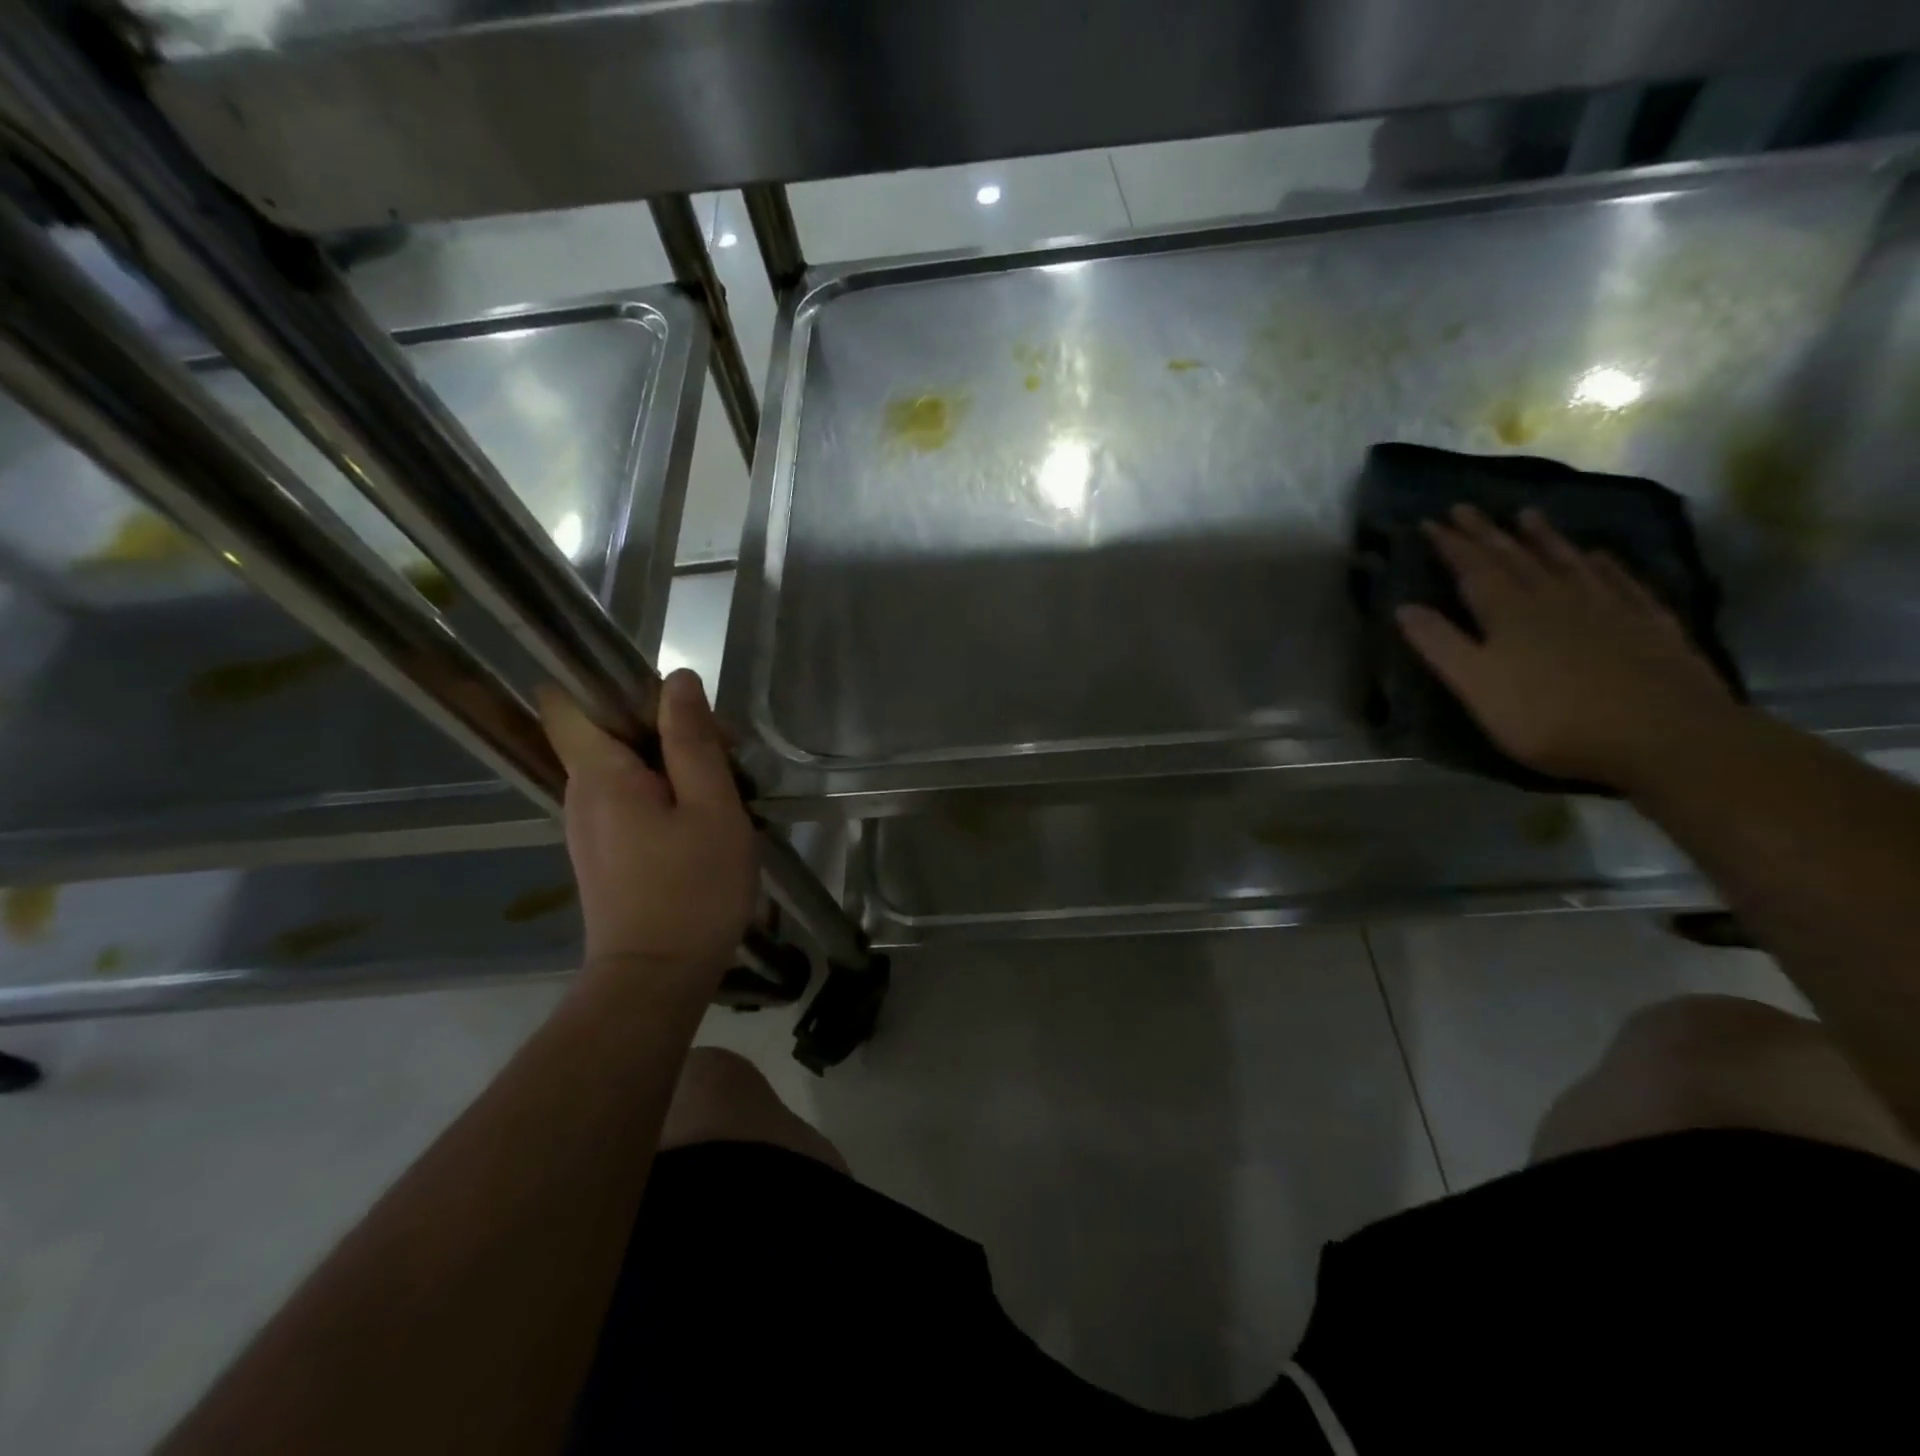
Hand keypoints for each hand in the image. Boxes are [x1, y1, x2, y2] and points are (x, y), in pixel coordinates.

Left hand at [537, 670, 756, 985]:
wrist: (656, 980)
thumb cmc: (692, 890)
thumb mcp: (710, 807)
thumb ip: (692, 741)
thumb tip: (678, 680)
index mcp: (599, 774)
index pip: (569, 702)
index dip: (614, 685)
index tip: (668, 697)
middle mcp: (581, 794)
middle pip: (610, 732)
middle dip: (666, 727)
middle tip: (727, 752)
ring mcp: (590, 826)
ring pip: (626, 767)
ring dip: (673, 763)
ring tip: (726, 787)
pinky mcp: (606, 852)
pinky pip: (630, 799)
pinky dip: (666, 794)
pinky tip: (706, 819)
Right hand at [1395, 504, 1738, 791]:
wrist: (1663, 735)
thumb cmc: (1551, 717)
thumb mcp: (1477, 686)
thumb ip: (1440, 645)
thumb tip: (1404, 606)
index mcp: (1509, 613)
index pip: (1472, 569)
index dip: (1449, 545)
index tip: (1428, 522)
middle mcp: (1555, 598)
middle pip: (1515, 558)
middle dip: (1486, 533)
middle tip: (1466, 507)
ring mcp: (1607, 607)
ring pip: (1566, 561)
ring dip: (1543, 538)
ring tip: (1527, 513)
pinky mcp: (1648, 624)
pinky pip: (1621, 582)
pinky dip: (1605, 565)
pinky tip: (1600, 555)